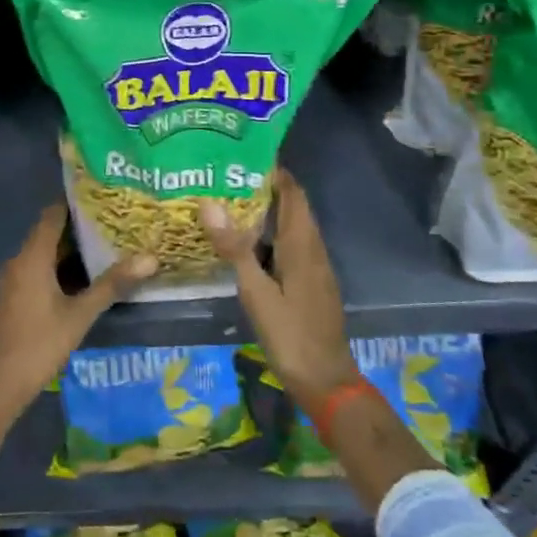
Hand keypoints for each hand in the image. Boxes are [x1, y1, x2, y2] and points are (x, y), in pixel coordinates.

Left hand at [0, 203, 156, 421]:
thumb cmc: (37, 344)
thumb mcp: (79, 315)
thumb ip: (112, 285)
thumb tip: (150, 258)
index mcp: (32, 256)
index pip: (53, 213)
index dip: (76, 202)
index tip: (104, 196)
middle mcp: (20, 261)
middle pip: (50, 233)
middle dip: (81, 228)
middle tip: (116, 222)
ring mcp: (14, 281)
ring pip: (46, 255)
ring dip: (72, 251)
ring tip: (109, 246)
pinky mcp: (15, 298)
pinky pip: (40, 272)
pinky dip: (61, 270)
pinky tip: (86, 280)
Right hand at [202, 169, 356, 406]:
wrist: (326, 382)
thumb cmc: (290, 335)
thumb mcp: (256, 292)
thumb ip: (234, 248)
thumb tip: (210, 203)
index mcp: (302, 244)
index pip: (293, 192)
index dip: (274, 171)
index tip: (243, 154)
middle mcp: (313, 249)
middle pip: (294, 206)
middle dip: (267, 186)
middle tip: (228, 175)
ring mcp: (315, 267)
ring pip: (294, 226)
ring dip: (270, 210)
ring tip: (232, 201)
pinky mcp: (312, 283)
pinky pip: (293, 245)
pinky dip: (273, 233)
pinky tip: (249, 243)